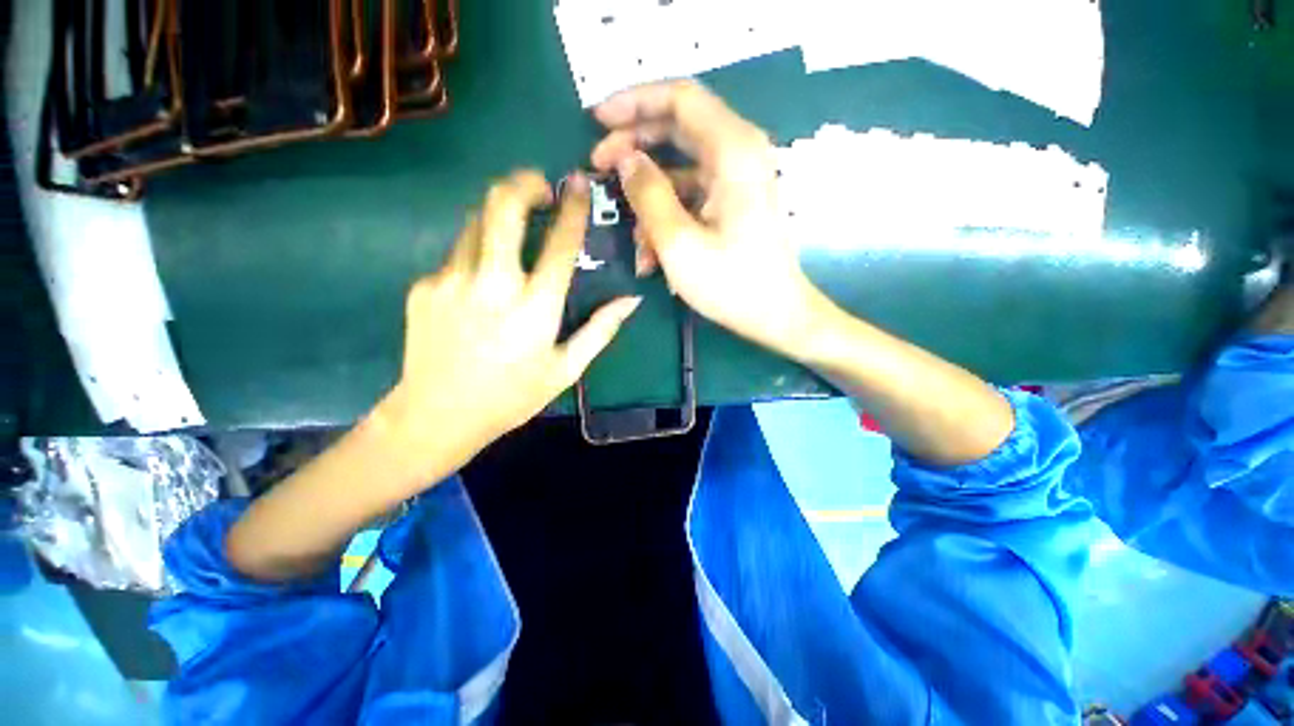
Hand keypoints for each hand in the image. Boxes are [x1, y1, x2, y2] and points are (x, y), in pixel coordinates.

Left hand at [374, 170, 641, 476]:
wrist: (438, 416)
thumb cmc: (513, 396)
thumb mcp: (567, 368)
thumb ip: (601, 330)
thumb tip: (631, 300)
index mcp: (535, 308)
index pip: (560, 243)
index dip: (573, 209)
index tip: (578, 186)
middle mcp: (492, 285)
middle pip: (503, 207)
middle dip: (524, 184)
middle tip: (539, 187)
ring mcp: (451, 281)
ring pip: (475, 223)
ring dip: (499, 216)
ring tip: (513, 233)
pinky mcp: (424, 286)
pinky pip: (455, 255)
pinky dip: (475, 255)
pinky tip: (480, 285)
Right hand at [591, 80, 826, 357]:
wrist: (775, 314)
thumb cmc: (730, 283)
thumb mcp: (678, 242)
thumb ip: (648, 195)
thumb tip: (626, 161)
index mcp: (732, 151)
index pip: (678, 98)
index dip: (633, 102)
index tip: (597, 121)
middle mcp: (738, 153)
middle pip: (677, 127)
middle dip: (633, 146)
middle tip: (599, 166)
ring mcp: (736, 180)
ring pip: (680, 168)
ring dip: (649, 196)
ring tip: (629, 234)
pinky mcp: (732, 203)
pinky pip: (691, 195)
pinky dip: (667, 215)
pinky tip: (651, 252)